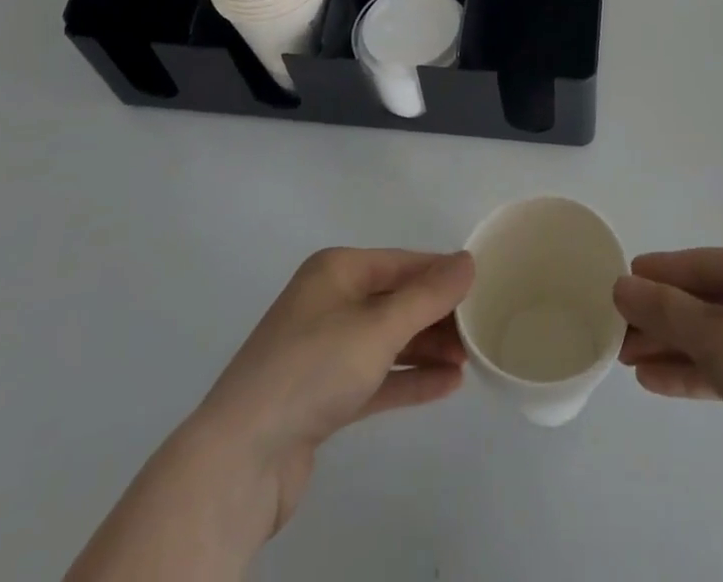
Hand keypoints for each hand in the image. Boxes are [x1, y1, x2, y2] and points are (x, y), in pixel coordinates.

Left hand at [200, 247, 474, 539]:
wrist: (239, 461)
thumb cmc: (312, 370)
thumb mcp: (378, 327)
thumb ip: (428, 295)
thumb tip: (468, 261)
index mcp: (337, 270)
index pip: (403, 262)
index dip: (443, 274)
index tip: (483, 288)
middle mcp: (330, 302)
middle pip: (397, 300)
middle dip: (438, 315)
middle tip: (481, 331)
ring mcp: (324, 350)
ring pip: (388, 340)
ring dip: (428, 348)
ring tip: (470, 360)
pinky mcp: (323, 396)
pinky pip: (377, 376)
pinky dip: (408, 378)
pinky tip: (446, 385)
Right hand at [615, 247, 722, 581]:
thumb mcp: (721, 336)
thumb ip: (667, 310)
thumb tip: (621, 284)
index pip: (703, 263)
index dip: (660, 274)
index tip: (620, 281)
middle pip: (707, 301)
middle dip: (662, 317)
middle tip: (617, 331)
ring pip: (715, 338)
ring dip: (673, 347)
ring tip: (628, 359)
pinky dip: (694, 374)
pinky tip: (656, 382)